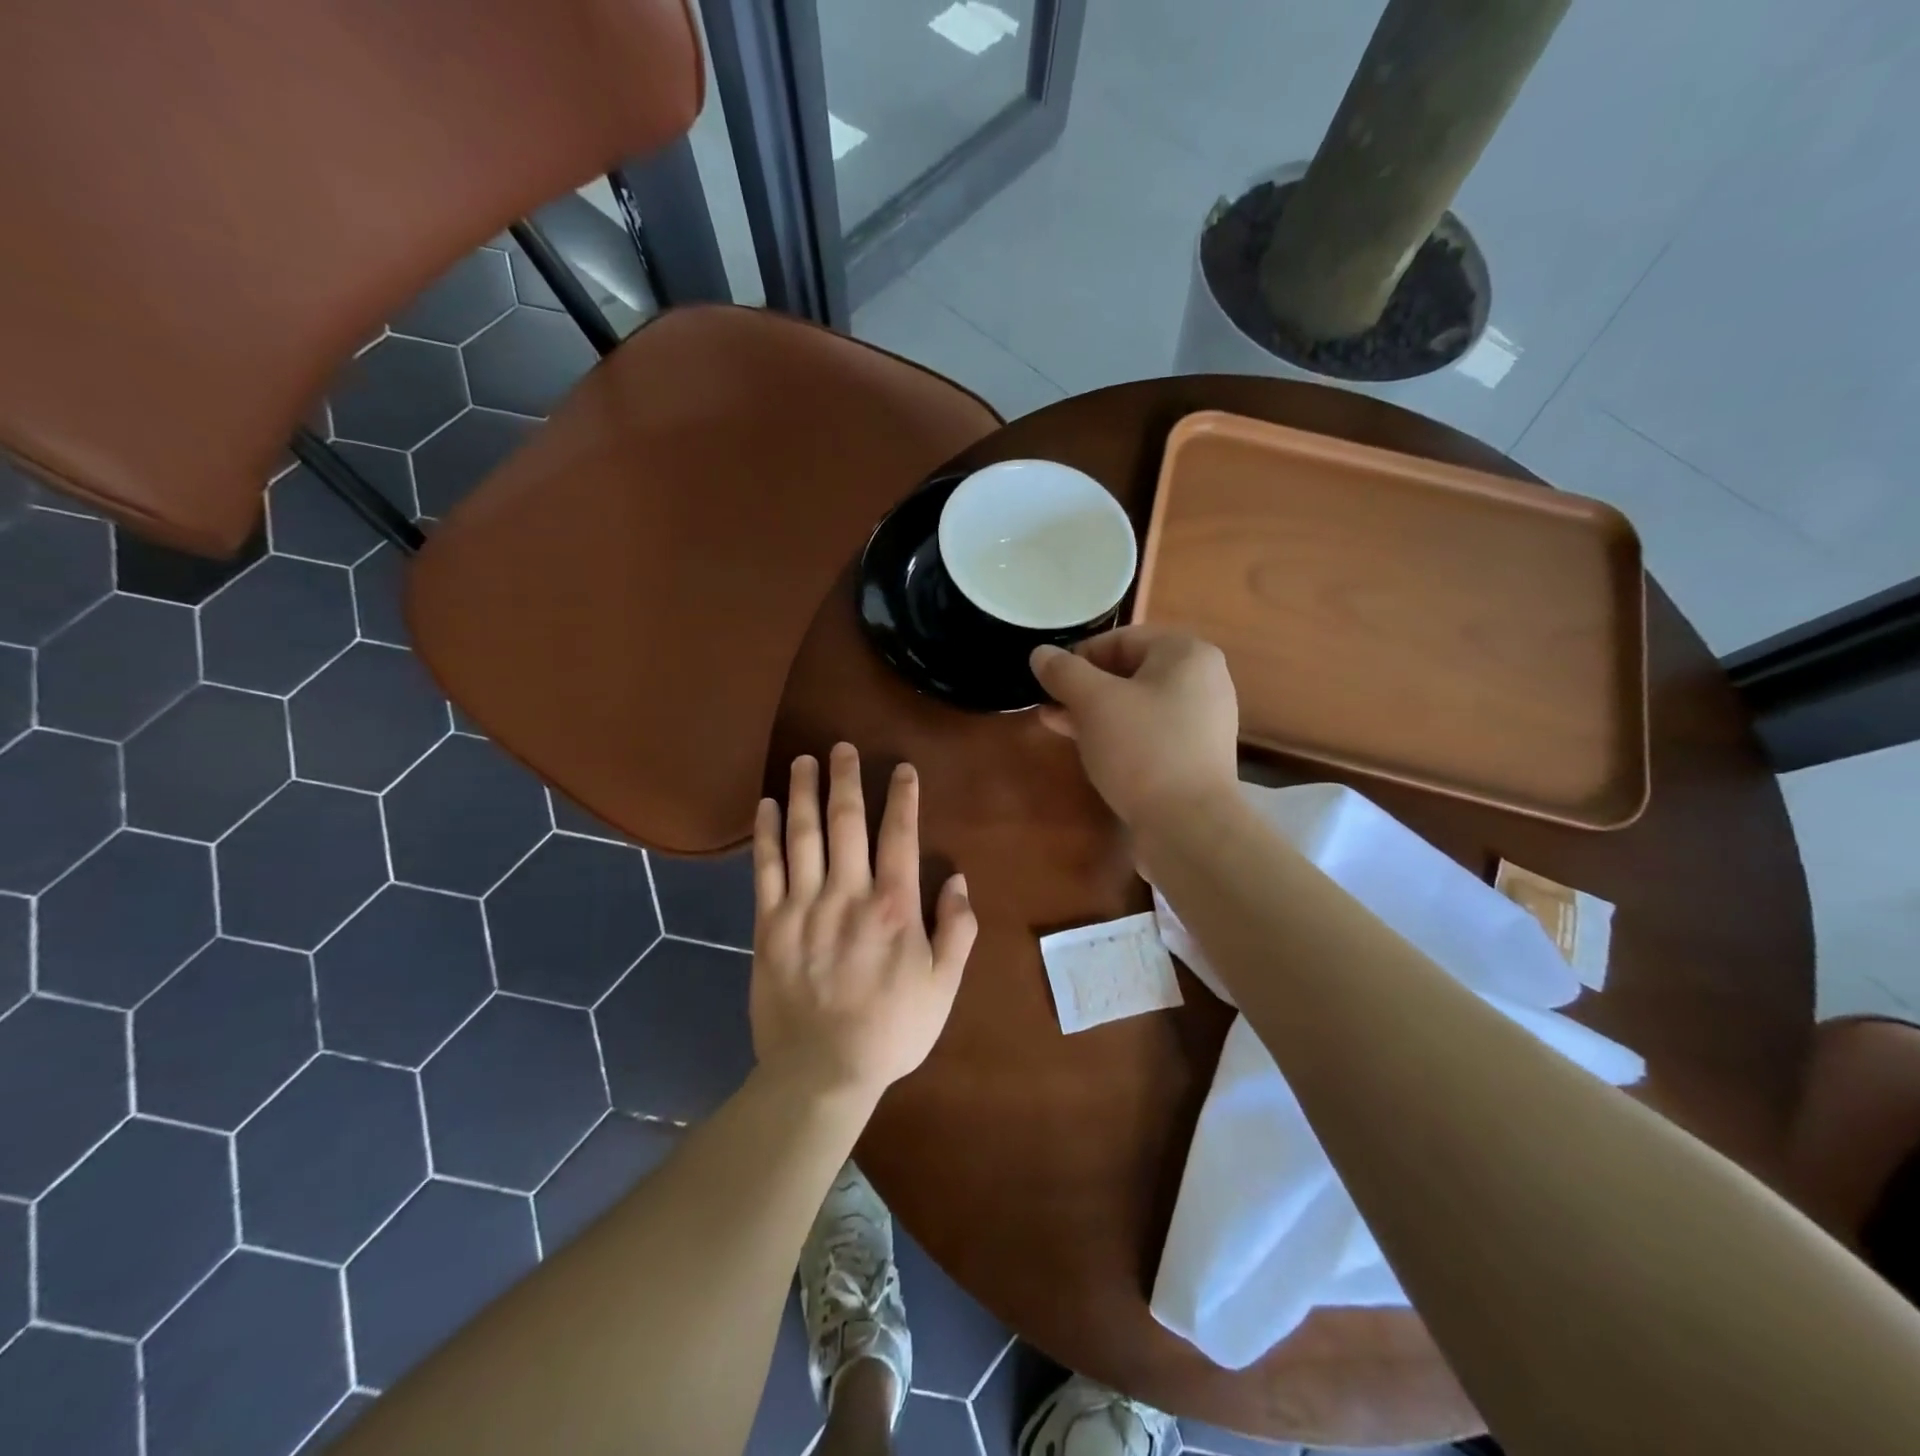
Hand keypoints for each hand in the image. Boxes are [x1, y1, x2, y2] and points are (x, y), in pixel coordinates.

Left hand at [751, 743, 976, 1100]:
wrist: (821, 1071)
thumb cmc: (891, 1030)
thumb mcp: (943, 986)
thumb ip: (957, 930)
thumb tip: (958, 880)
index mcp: (895, 907)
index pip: (899, 836)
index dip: (903, 798)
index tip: (901, 768)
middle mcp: (848, 894)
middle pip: (846, 822)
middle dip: (846, 779)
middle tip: (841, 747)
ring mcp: (804, 907)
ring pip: (803, 835)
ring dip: (803, 793)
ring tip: (803, 761)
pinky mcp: (768, 925)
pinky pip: (765, 869)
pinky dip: (765, 833)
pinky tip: (765, 806)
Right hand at [1030, 627, 1239, 826]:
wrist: (1189, 825)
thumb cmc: (1142, 748)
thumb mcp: (1093, 703)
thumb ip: (1064, 672)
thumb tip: (1040, 653)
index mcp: (1186, 654)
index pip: (1122, 638)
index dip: (1079, 655)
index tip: (1050, 680)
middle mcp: (1202, 680)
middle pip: (1130, 671)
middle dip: (1084, 686)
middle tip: (1049, 703)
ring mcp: (1201, 721)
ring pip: (1136, 705)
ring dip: (1094, 712)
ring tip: (1056, 723)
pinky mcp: (1194, 756)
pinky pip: (1149, 732)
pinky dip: (1117, 734)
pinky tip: (1086, 747)